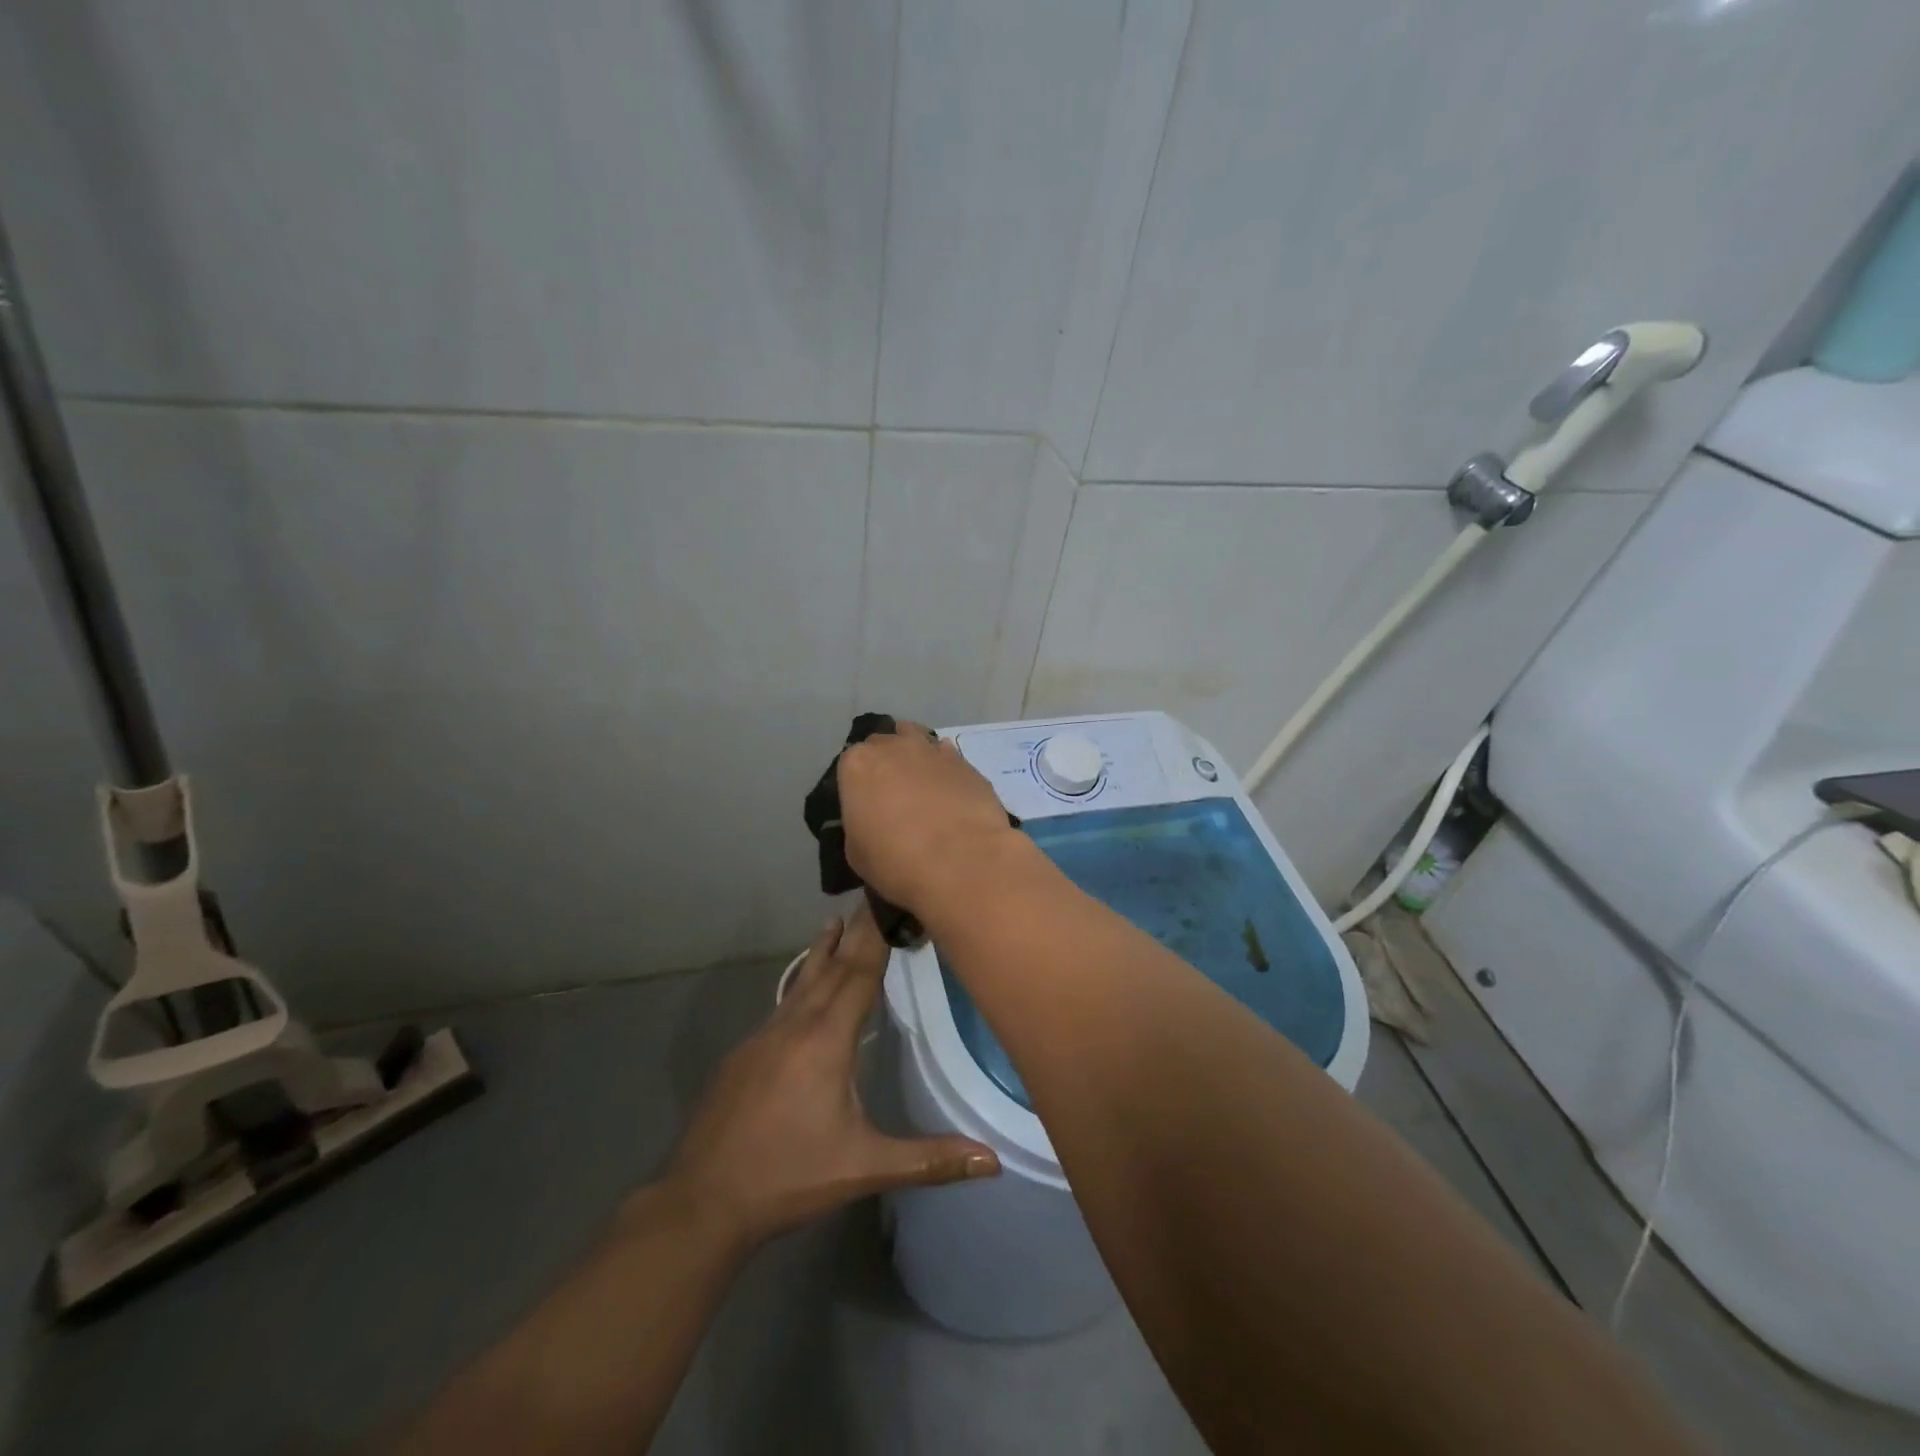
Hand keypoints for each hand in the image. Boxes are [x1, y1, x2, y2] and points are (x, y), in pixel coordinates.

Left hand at [659, 906, 999, 1249]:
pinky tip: (803, 987)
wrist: (703, 1201)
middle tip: (871, 896)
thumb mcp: (865, 1168)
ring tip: (835, 921)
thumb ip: (929, 1159)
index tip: (889, 899)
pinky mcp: (744, 1053)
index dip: (877, 937)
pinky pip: (783, 1003)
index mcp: (826, 1040)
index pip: (859, 974)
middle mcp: (795, 1025)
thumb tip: (993, 1161)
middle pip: (831, 967)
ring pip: (801, 981)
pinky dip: (800, 981)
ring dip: (823, 951)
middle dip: (854, 932)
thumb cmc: (790, 1176)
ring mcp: (764, 1036)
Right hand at [836, 721, 1024, 914]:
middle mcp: (894, 747)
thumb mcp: (856, 853)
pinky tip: (949, 792)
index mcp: (858, 764)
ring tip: (921, 786)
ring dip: (915, 756)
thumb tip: (873, 825)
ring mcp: (933, 750)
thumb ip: (860, 825)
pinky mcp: (966, 763)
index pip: (850, 763)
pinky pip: (948, 758)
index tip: (863, 805)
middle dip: (885, 764)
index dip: (857, 784)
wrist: (961, 862)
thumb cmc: (896, 861)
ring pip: (918, 740)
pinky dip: (945, 770)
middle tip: (891, 796)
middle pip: (883, 745)